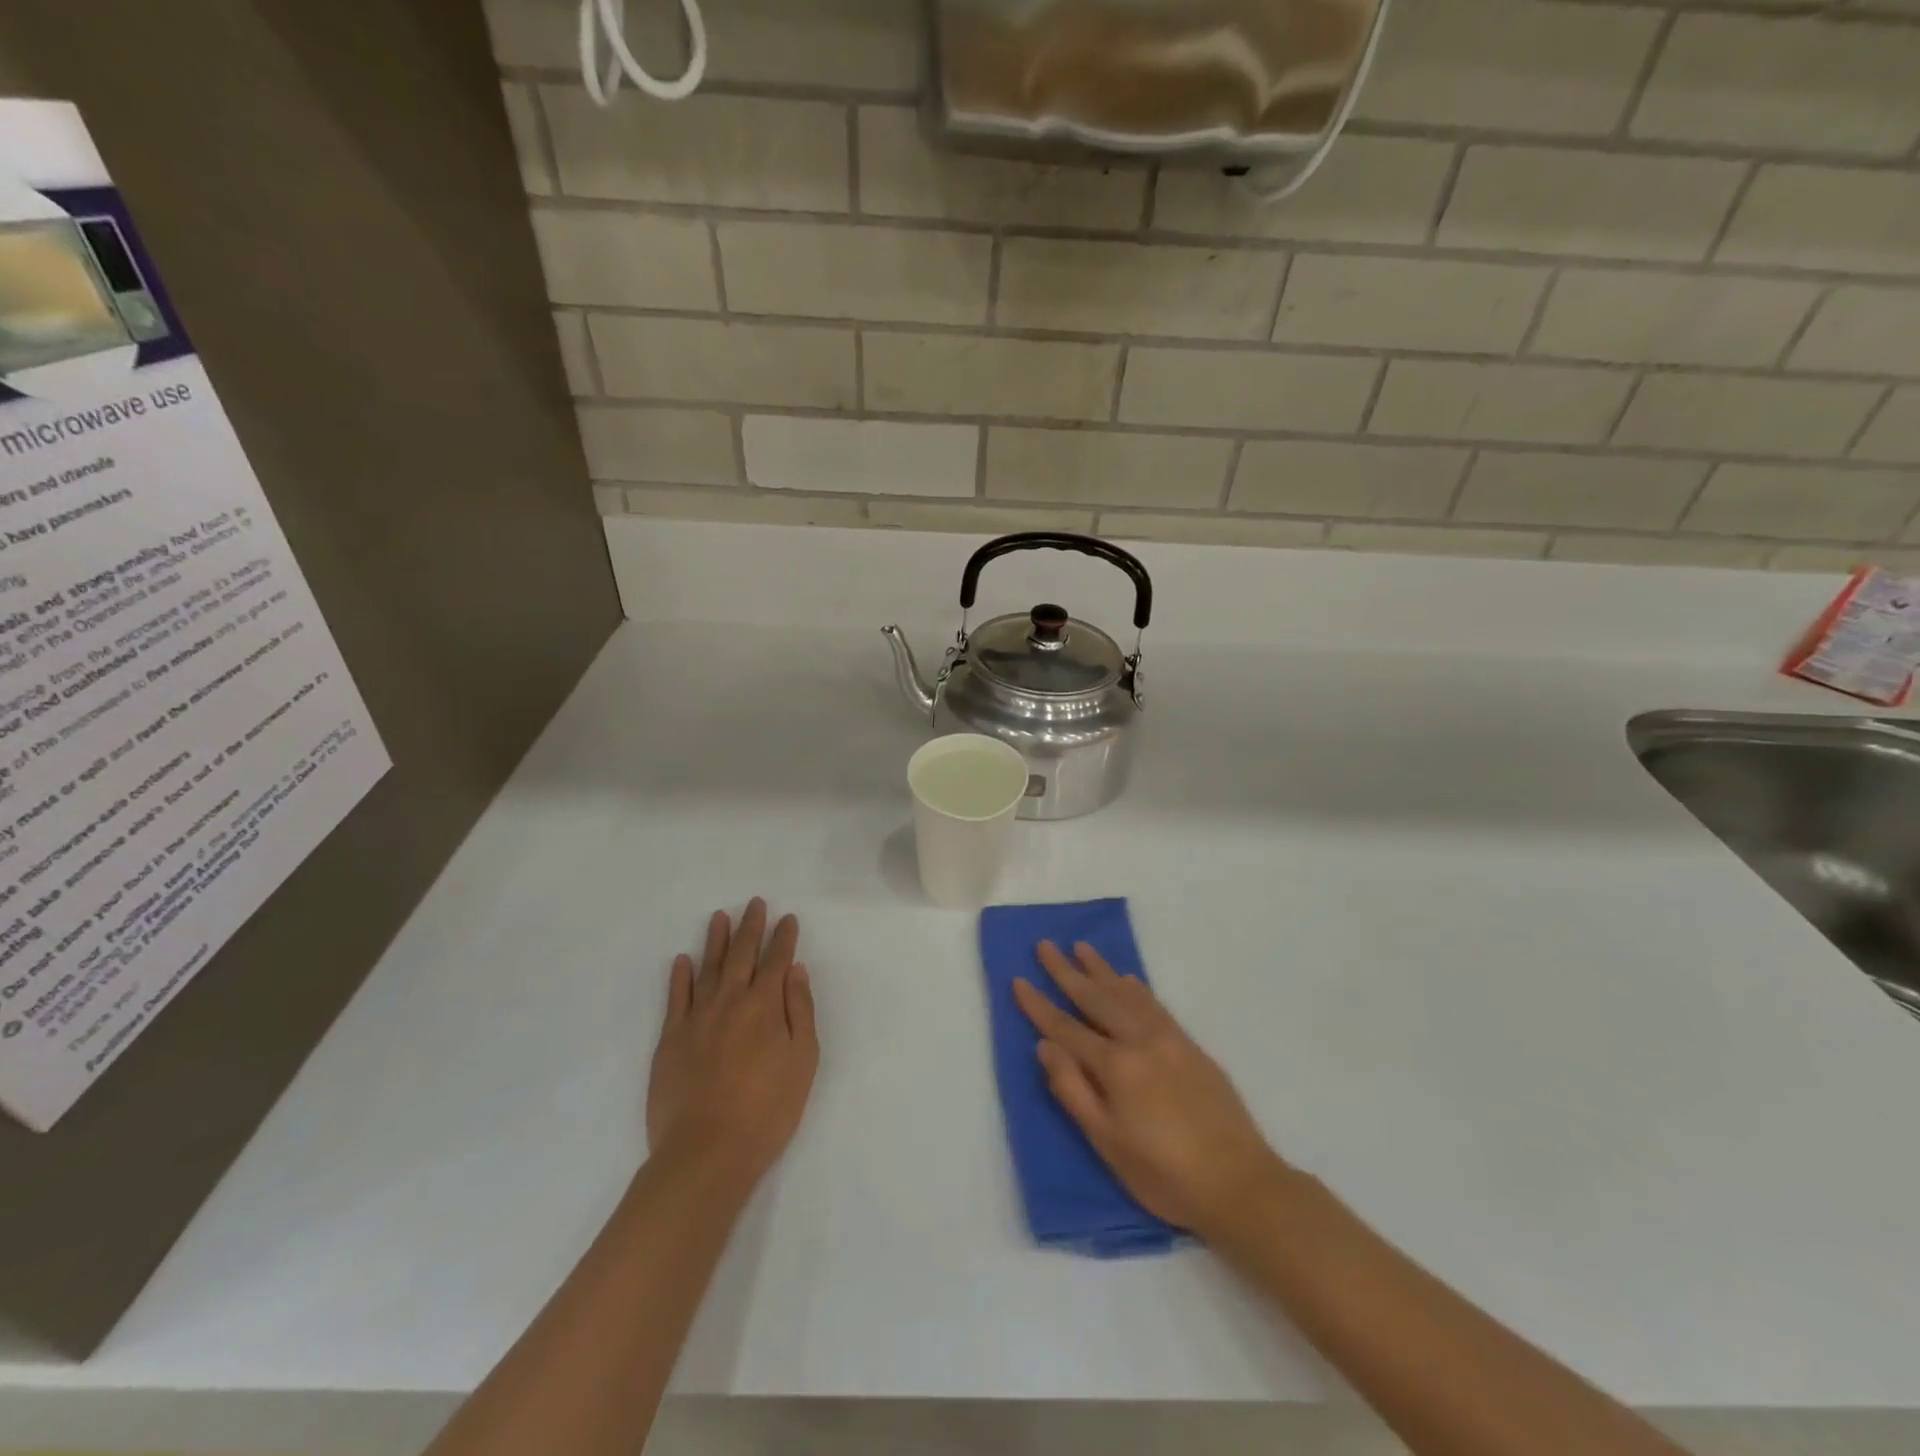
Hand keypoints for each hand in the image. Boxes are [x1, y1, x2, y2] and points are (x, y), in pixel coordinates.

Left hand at [647, 899, 818, 1189]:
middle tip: (755, 903)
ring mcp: (696, 1018)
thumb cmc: (767, 1110)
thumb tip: (795, 971)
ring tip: (720, 917)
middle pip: (742, 956)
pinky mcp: (670, 1039)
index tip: (788, 918)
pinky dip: (679, 976)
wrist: (706, 1152)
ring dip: (716, 941)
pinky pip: (675, 998)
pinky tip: (682, 960)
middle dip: (751, 928)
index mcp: (765, 1006)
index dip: (784, 938)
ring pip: (707, 968)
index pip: (777, 962)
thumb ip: (800, 1012)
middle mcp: (730, 1002)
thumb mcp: (802, 1061)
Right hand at [1013, 941, 1281, 1238]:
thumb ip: (1073, 1090)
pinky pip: (1155, 1004)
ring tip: (1080, 947)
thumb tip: (1045, 1047)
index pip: (1066, 1028)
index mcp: (1115, 1066)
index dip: (1039, 1005)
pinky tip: (1127, 978)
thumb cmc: (1164, 1174)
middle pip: (1095, 998)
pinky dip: (1136, 987)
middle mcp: (1140, 1040)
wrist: (1240, 1183)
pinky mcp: (1190, 1045)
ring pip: (1126, 993)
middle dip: (1066, 971)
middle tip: (1045, 945)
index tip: (1018, 980)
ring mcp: (1168, 1038)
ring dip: (1100, 969)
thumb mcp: (1107, 1143)